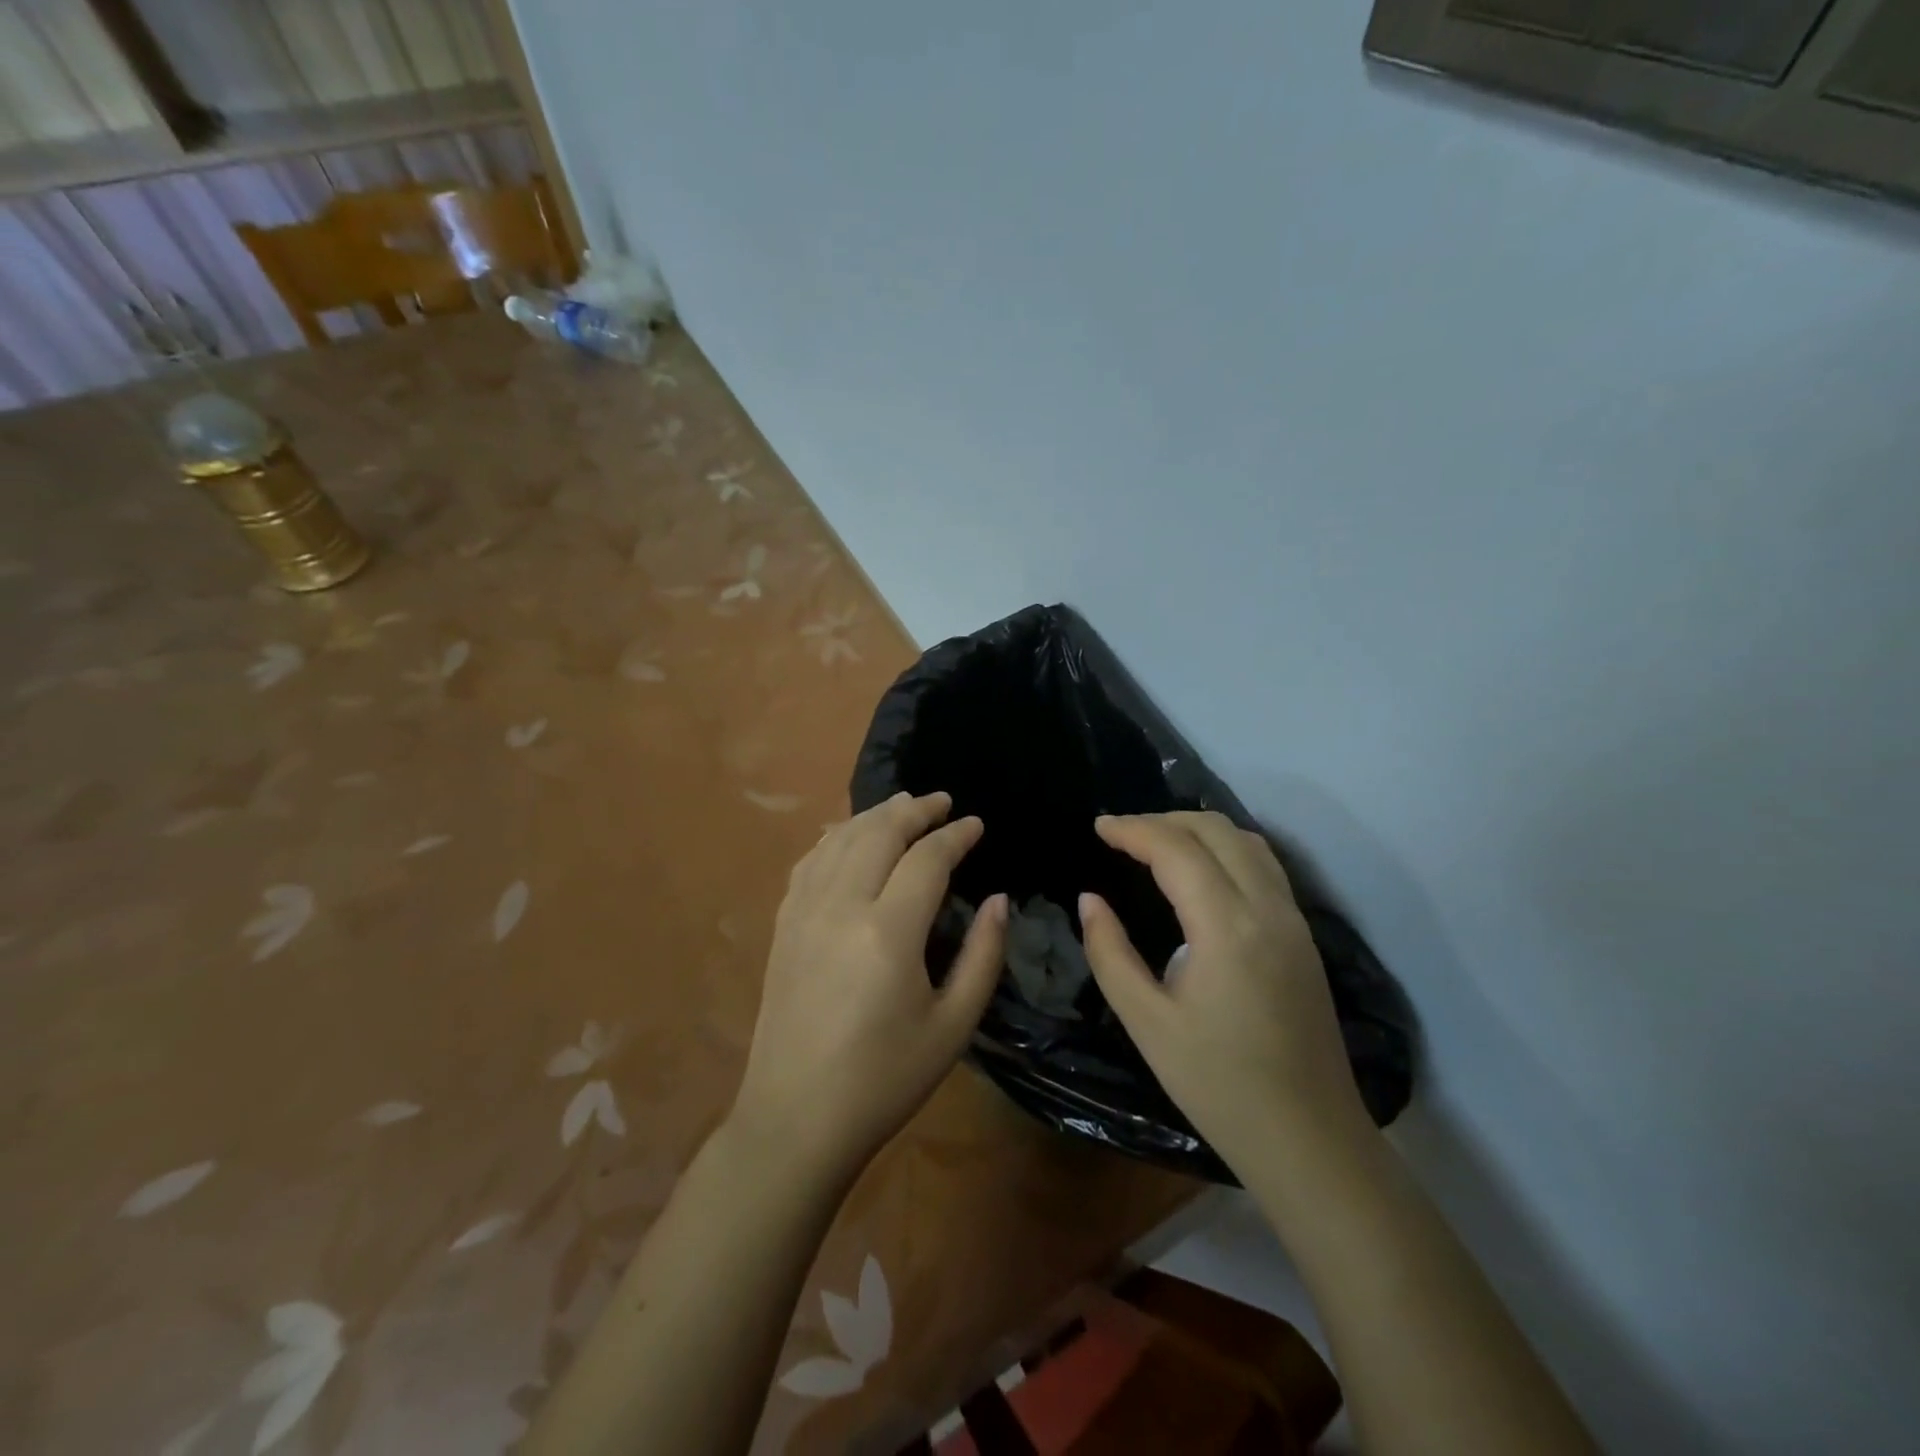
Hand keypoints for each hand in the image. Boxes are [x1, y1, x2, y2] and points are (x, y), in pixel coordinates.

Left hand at [732, 791, 1007, 1180]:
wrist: (796, 1118)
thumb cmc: (884, 1079)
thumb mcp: (953, 1026)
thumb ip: (982, 956)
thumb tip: (999, 902)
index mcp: (888, 932)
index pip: (927, 859)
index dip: (955, 835)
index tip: (976, 825)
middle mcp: (842, 906)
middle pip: (879, 832)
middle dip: (915, 810)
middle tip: (942, 802)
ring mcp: (804, 912)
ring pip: (841, 839)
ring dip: (875, 815)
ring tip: (902, 806)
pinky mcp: (783, 924)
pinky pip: (810, 861)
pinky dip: (836, 837)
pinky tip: (849, 837)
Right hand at [1079, 812, 1370, 1175]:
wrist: (1309, 1139)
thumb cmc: (1218, 1085)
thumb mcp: (1147, 1023)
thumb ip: (1110, 953)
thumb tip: (1090, 900)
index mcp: (1226, 927)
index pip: (1176, 849)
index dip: (1132, 829)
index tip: (1097, 826)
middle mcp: (1267, 908)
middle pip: (1215, 830)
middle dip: (1163, 819)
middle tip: (1120, 834)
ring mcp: (1293, 920)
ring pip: (1246, 841)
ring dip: (1197, 829)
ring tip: (1155, 843)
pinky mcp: (1303, 936)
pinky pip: (1264, 865)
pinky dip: (1225, 848)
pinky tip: (1200, 870)